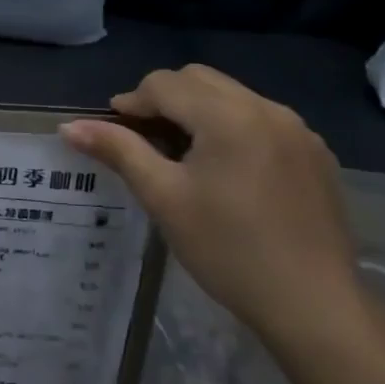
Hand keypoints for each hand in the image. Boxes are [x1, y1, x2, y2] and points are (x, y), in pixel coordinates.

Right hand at [60, 66, 360, 345]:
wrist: (313, 304)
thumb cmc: (227, 249)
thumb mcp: (163, 198)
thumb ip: (118, 151)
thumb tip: (68, 126)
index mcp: (228, 116)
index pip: (164, 83)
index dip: (131, 102)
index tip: (114, 131)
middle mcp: (267, 109)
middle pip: (199, 79)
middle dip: (164, 98)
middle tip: (144, 138)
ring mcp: (298, 130)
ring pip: (232, 95)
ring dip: (198, 110)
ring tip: (182, 153)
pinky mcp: (316, 154)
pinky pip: (262, 119)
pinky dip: (232, 127)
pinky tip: (226, 170)